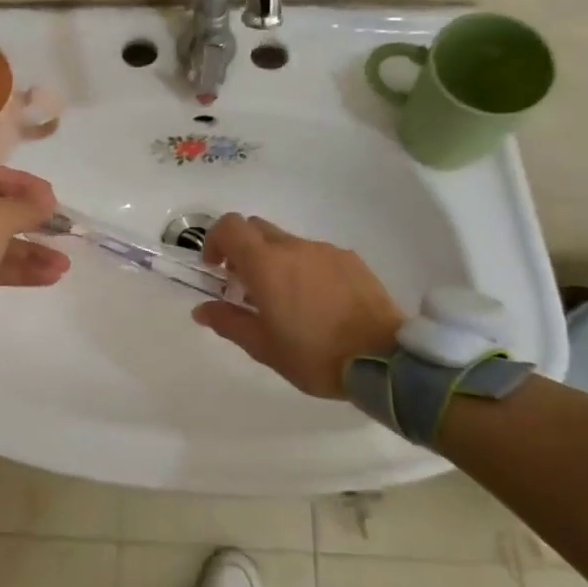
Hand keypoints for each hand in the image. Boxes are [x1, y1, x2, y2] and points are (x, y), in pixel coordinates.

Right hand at [192, 214, 402, 398]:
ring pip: (287, 243)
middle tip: (244, 286)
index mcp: (266, 264)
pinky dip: (304, 269)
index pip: (230, 227)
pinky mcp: (351, 260)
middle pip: (256, 229)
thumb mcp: (264, 347)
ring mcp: (326, 251)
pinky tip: (317, 304)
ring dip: (274, 262)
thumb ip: (229, 322)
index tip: (215, 270)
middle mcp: (294, 248)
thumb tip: (202, 309)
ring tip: (285, 301)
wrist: (385, 359)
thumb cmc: (315, 356)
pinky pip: (315, 255)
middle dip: (242, 251)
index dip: (214, 241)